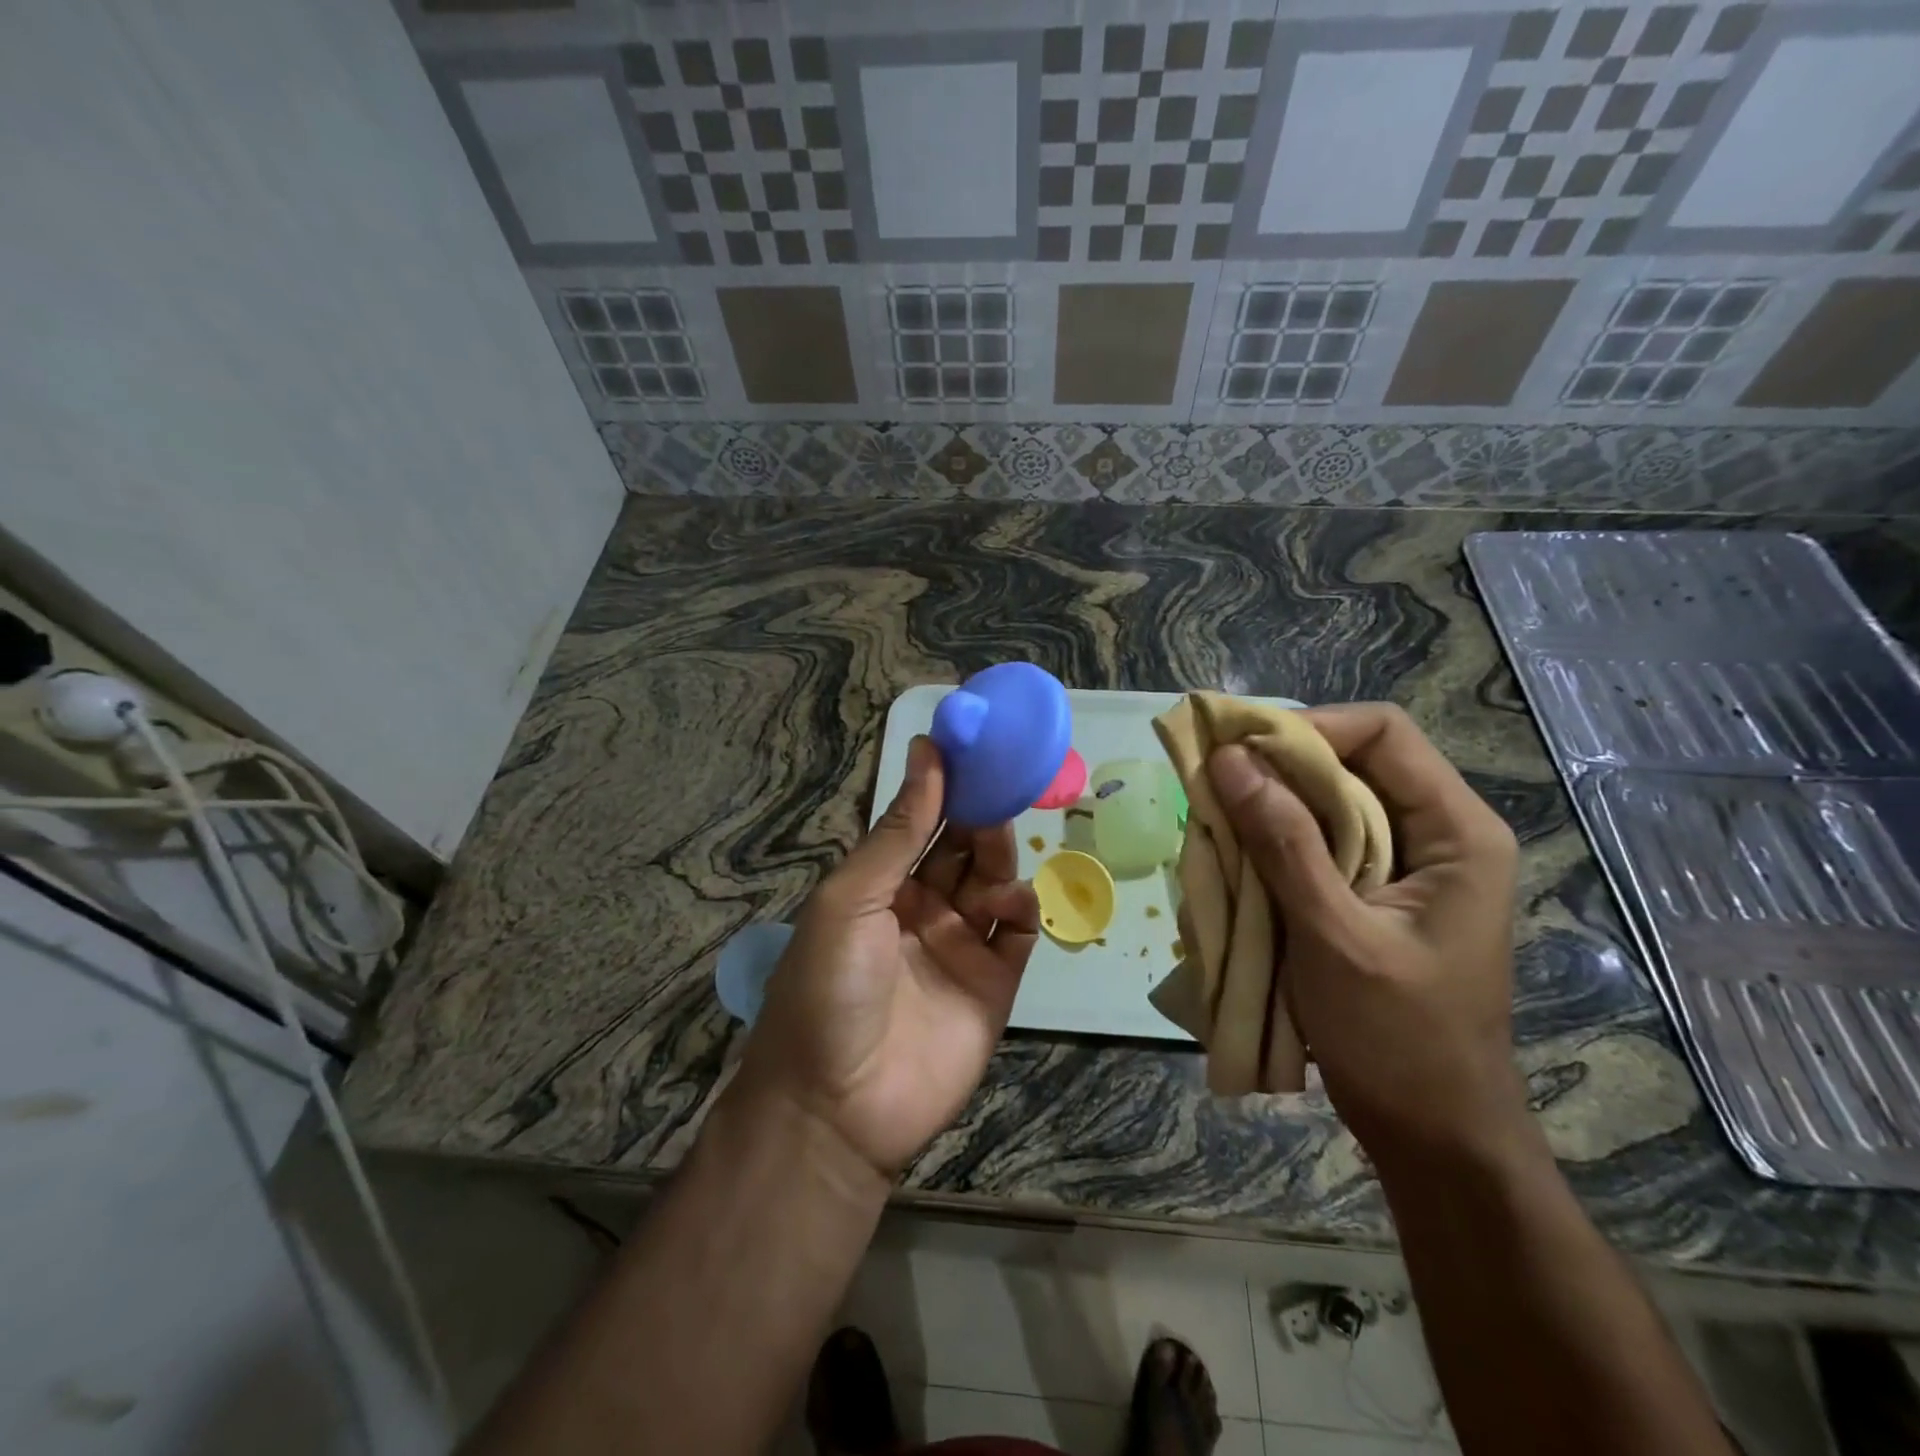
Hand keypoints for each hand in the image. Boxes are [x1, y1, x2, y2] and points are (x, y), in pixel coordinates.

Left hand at [738, 736, 1039, 1178]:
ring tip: (996, 846)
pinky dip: (1023, 910)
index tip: (976, 745)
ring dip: (1000, 857)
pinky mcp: (994, 984)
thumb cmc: (829, 987)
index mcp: (881, 883)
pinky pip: (1018, 934)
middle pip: (963, 847)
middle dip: (980, 815)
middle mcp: (922, 907)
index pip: (922, 821)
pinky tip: (1012, 904)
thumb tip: (927, 750)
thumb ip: (899, 831)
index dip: (947, 783)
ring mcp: (960, 945)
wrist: (837, 1108)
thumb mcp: (853, 897)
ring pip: (994, 883)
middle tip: (1000, 785)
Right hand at [1207, 704, 1523, 1161]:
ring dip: (1271, 806)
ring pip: (1330, 800)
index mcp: (1457, 831)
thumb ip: (1283, 843)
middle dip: (1278, 767)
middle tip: (1213, 784)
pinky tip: (1238, 859)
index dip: (1308, 727)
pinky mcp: (1378, 892)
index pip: (1383, 732)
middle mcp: (1438, 832)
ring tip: (1216, 820)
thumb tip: (1229, 759)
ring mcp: (1409, 864)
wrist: (1433, 1132)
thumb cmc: (1397, 1038)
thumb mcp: (1332, 935)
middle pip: (1352, 761)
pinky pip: (1322, 840)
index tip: (1239, 750)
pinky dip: (1276, 841)